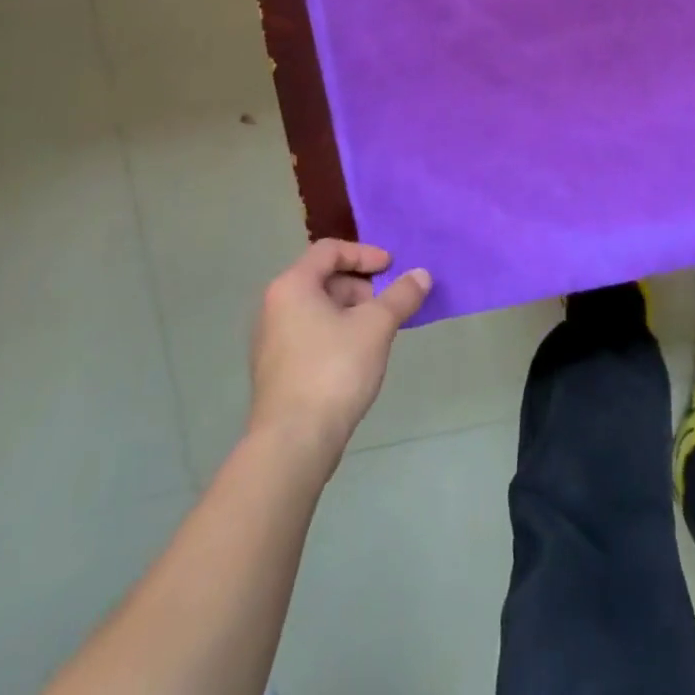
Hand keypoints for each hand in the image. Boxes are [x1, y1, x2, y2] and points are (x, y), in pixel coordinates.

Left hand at [248, 240, 430, 467]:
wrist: (293, 443)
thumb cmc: (334, 370)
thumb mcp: (376, 326)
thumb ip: (401, 295)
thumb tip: (422, 275)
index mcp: (292, 286)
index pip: (330, 250)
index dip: (365, 254)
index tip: (392, 269)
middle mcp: (274, 307)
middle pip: (324, 278)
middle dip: (361, 286)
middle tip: (388, 304)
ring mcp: (272, 341)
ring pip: (318, 309)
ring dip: (352, 311)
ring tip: (379, 332)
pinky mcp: (277, 370)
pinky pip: (311, 334)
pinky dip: (338, 333)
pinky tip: (359, 357)